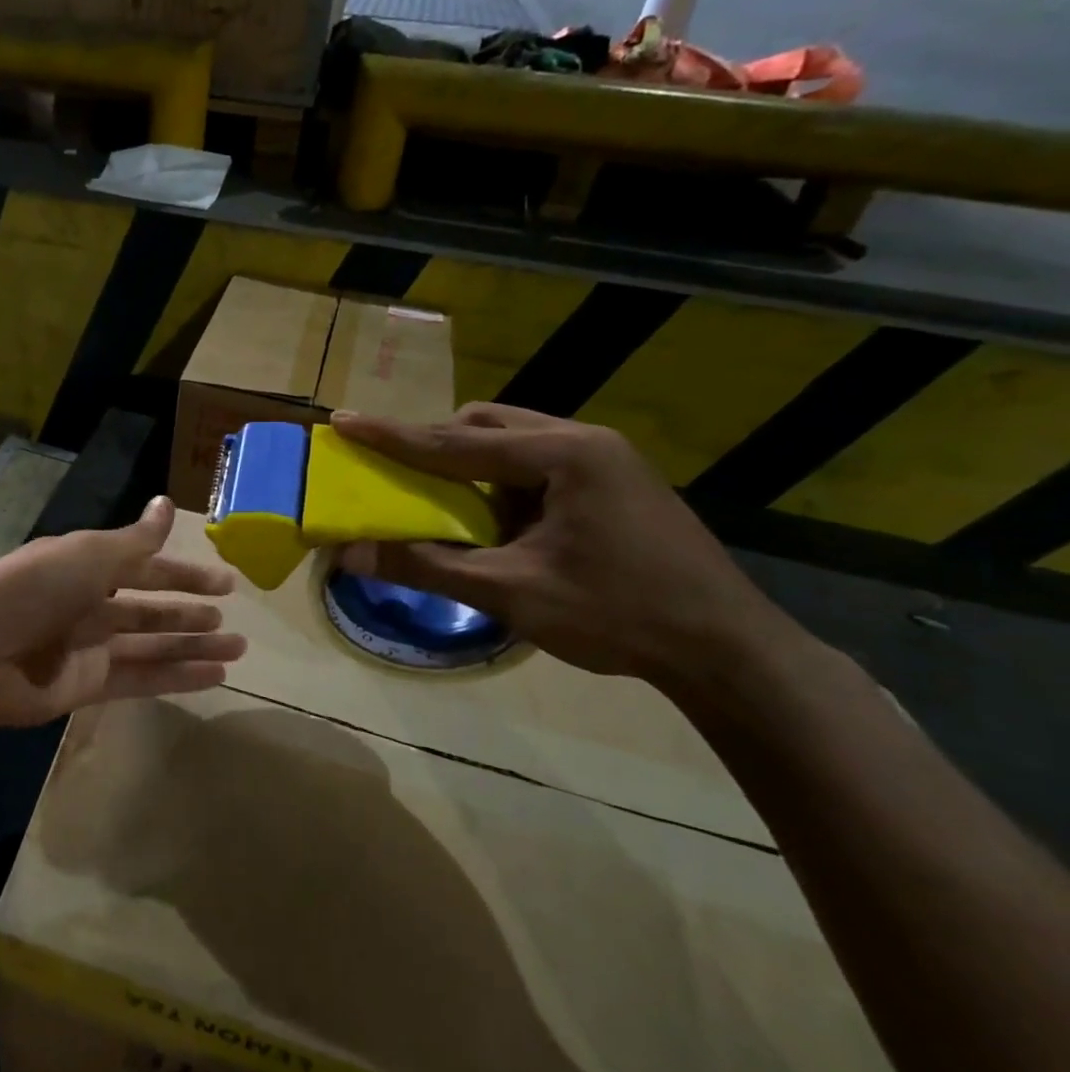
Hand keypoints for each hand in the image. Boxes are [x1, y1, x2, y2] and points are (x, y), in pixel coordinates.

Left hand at [0, 495, 244, 728]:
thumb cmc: (33, 591)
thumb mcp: (88, 556)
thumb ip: (134, 540)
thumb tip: (167, 503)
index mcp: (85, 567)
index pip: (144, 568)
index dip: (184, 575)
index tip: (225, 583)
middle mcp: (88, 605)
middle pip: (150, 609)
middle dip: (190, 614)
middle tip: (231, 622)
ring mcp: (88, 648)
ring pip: (152, 645)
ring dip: (193, 647)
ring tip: (237, 649)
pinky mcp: (87, 686)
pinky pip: (141, 679)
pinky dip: (177, 678)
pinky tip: (214, 677)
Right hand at [331, 405, 807, 691]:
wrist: (729, 650)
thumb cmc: (618, 614)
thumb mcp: (511, 593)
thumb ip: (427, 567)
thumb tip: (349, 554)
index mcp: (562, 454)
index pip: (455, 440)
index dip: (392, 435)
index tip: (343, 421)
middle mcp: (584, 441)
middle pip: (487, 424)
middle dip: (438, 446)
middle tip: (405, 478)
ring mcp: (606, 460)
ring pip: (515, 441)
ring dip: (474, 467)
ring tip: (455, 510)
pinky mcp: (616, 483)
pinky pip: (539, 465)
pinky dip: (506, 485)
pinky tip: (505, 527)